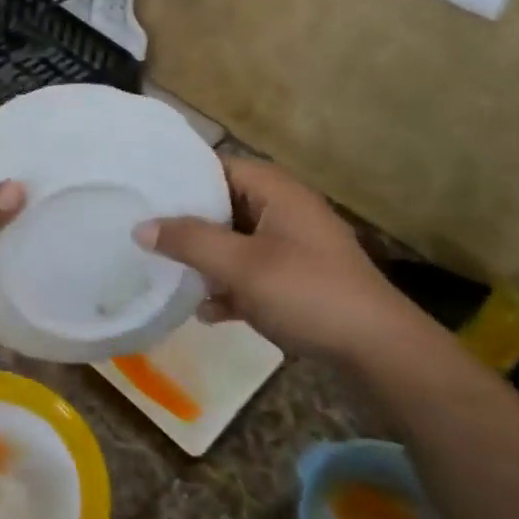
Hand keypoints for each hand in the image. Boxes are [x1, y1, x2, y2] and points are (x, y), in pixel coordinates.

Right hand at [136, 157, 434, 363]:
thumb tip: (140, 226)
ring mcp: (293, 248)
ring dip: (206, 261)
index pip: (219, 167)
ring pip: (235, 243)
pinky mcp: (297, 281)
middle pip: (224, 206)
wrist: (377, 351)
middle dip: (188, 225)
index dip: (183, 179)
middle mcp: (285, 211)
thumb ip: (189, 241)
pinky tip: (207, 313)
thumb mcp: (241, 265)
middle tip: (146, 235)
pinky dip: (230, 288)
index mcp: (277, 192)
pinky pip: (251, 274)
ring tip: (168, 274)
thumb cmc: (307, 292)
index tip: (144, 193)